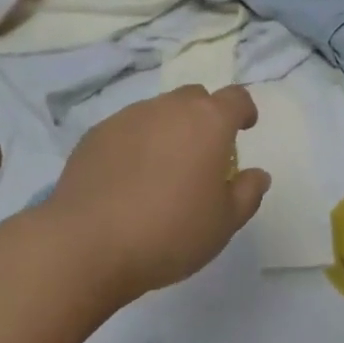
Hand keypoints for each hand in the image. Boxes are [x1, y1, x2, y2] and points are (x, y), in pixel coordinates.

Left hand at [41, 85, 269, 305]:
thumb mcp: (223, 224)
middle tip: (201, 155)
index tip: (244, 128)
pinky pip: (127, 129)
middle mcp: (171, 107)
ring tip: (161, 171)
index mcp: (209, 121)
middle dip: (204, 118)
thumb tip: (257, 174)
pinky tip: (126, 180)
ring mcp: (131, 116)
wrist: (86, 244)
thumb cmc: (168, 232)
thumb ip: (247, 194)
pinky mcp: (97, 133)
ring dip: (168, 130)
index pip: (236, 98)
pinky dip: (135, 145)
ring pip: (159, 112)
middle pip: (196, 99)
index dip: (244, 110)